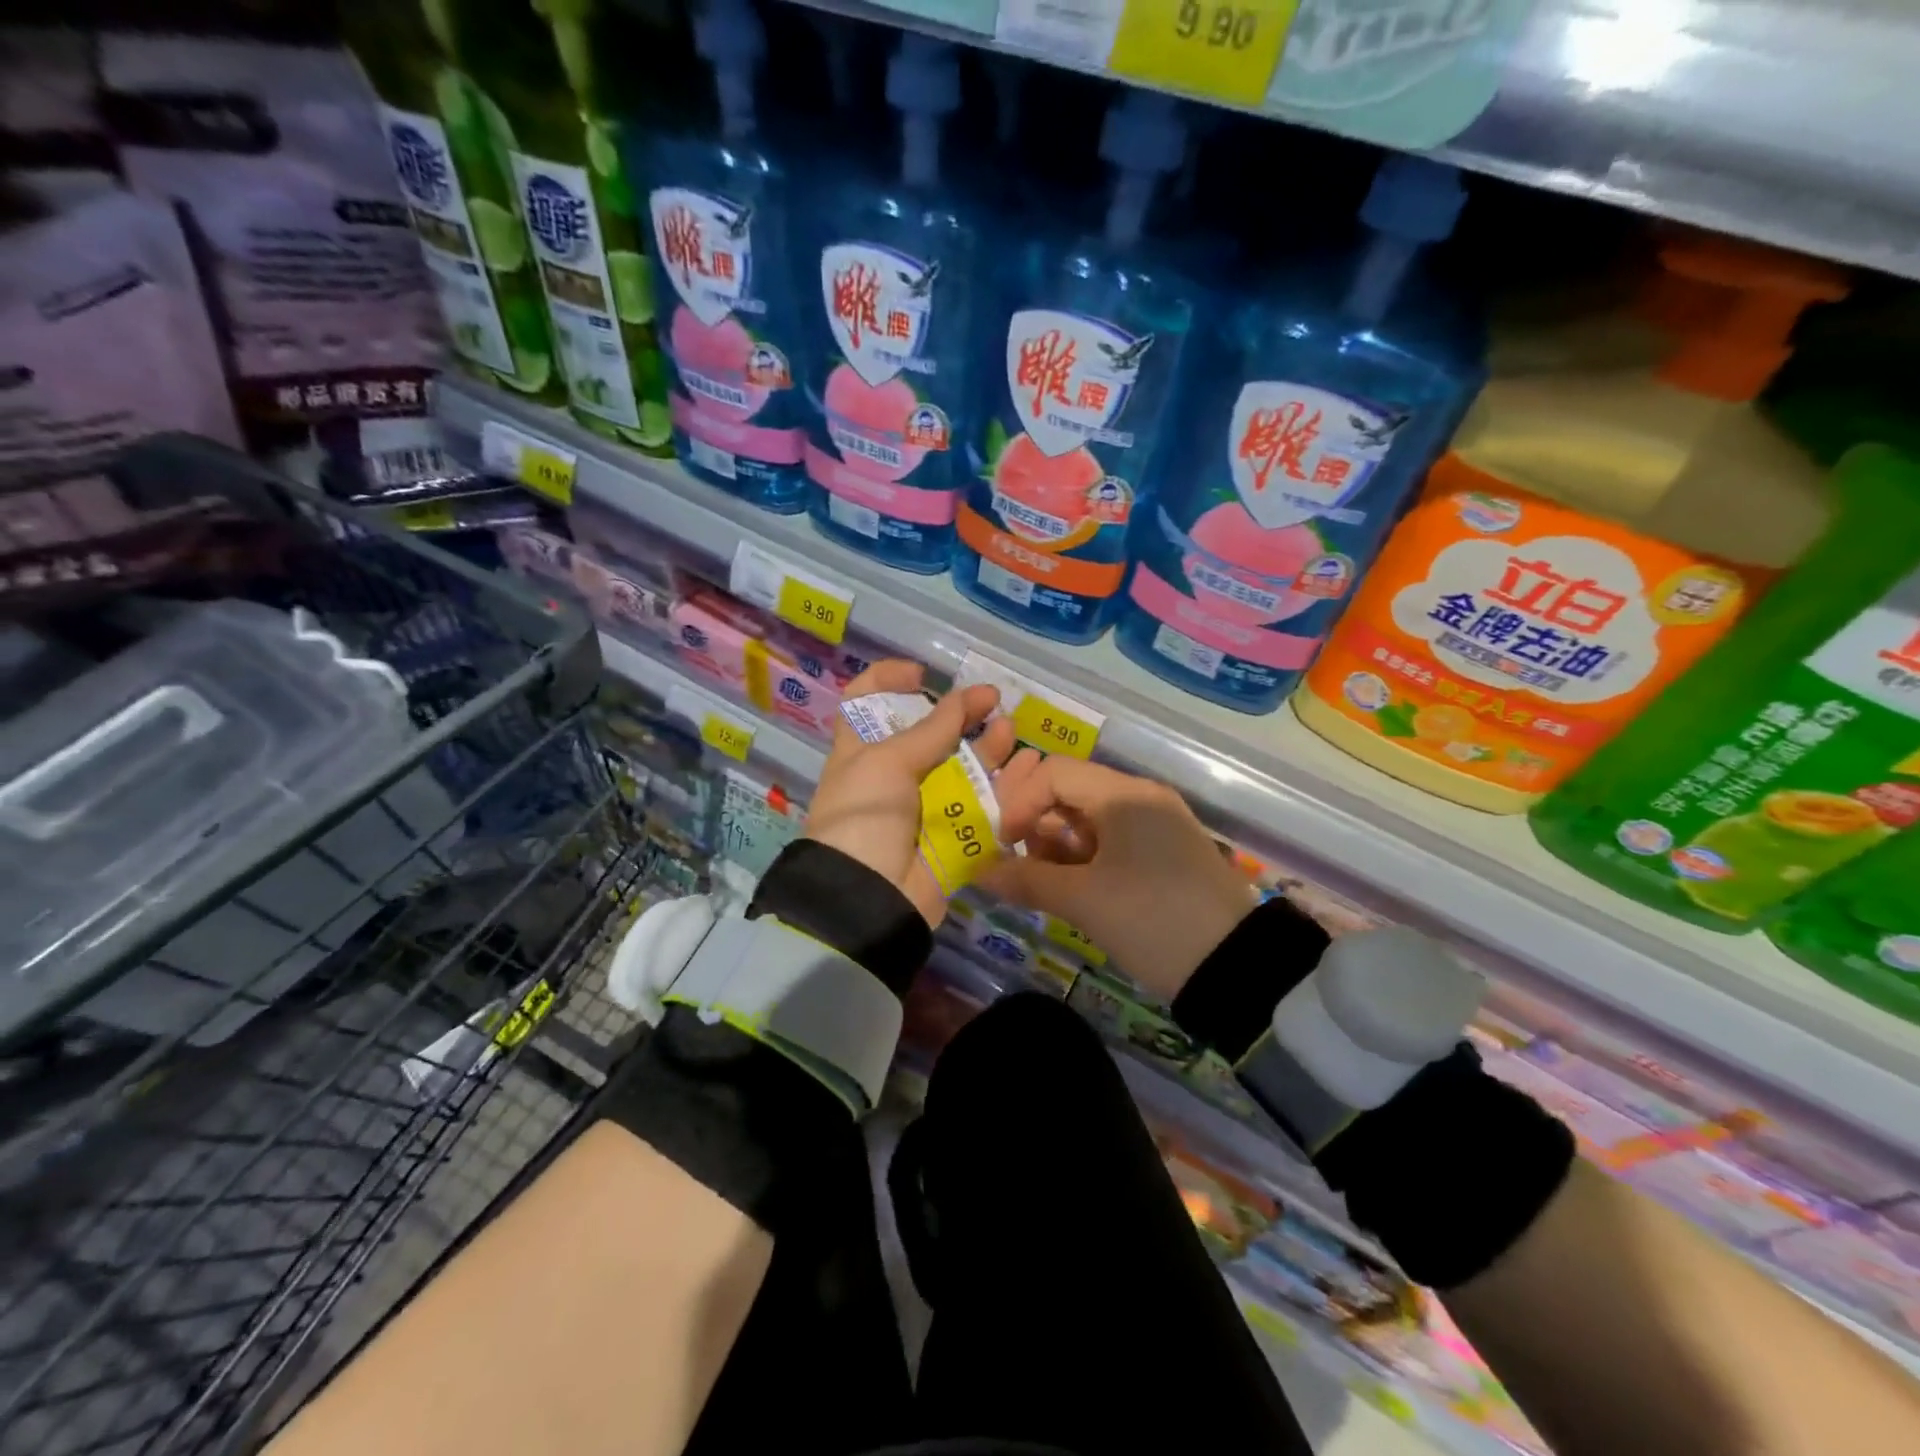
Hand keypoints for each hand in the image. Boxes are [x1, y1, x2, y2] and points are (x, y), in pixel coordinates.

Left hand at [805, 660, 1025, 926]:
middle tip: (992, 701)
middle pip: (929, 735)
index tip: (921, 675)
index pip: (865, 702)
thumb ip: (933, 730)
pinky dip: (1005, 789)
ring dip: (988, 749)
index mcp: (861, 751)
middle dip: (960, 715)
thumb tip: (968, 696)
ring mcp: (924, 807)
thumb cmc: (865, 816)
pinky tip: (1028, 771)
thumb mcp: (888, 763)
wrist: (868, 898)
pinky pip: (983, 807)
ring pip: (963, 769)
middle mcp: (892, 776)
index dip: (888, 680)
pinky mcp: (951, 837)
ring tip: (1010, 732)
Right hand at [983, 758, 1257, 1001]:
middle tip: (1018, 861)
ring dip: (1056, 843)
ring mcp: (1157, 825)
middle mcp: (1141, 798)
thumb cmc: (1153, 921)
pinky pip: (1111, 840)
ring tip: (1043, 882)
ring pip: (1089, 817)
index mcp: (1124, 794)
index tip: (1004, 843)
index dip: (1020, 801)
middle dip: (1035, 822)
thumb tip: (980, 872)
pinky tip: (1071, 888)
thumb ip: (1027, 880)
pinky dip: (1083, 858)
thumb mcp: (1085, 901)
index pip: (1055, 773)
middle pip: (1071, 790)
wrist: (1237, 968)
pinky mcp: (1164, 853)